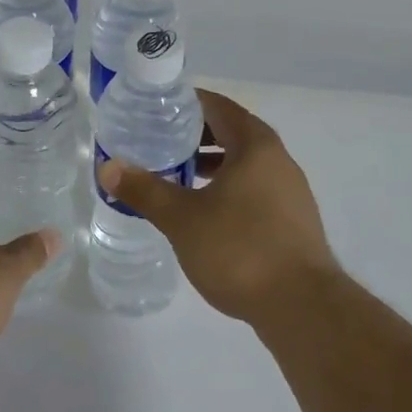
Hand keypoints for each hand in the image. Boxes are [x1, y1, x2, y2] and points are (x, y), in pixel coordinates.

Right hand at [98, 89, 338, 329]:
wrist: (303, 308)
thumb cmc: (240, 249)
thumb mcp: (182, 218)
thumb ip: (145, 189)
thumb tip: (108, 167)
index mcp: (256, 145)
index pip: (218, 107)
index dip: (187, 103)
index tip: (156, 108)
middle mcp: (279, 160)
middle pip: (233, 133)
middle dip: (195, 136)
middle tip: (159, 142)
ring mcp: (291, 192)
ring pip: (245, 165)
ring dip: (212, 165)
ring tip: (177, 177)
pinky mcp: (293, 222)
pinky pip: (255, 190)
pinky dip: (228, 189)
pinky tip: (206, 214)